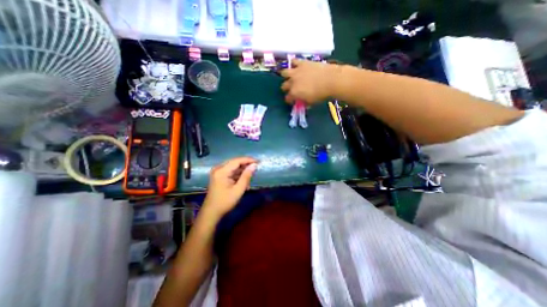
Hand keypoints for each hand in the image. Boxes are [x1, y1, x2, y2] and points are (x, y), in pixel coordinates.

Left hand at [202, 157, 258, 218]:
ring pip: (233, 166)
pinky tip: (244, 180)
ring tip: (251, 175)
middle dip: (246, 164)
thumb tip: (254, 165)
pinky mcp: (219, 175)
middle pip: (235, 162)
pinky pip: (230, 171)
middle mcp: (218, 168)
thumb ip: (246, 176)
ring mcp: (218, 172)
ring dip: (242, 170)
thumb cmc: (225, 202)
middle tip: (256, 167)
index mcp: (222, 171)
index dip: (248, 160)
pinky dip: (238, 174)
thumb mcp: (238, 189)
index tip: (258, 162)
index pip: (237, 161)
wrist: (211, 212)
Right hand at [282, 59, 339, 103]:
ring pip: (284, 72)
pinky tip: (296, 66)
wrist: (331, 80)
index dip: (290, 100)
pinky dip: (293, 63)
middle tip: (292, 89)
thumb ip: (304, 103)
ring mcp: (296, 71)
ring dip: (286, 75)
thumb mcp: (311, 102)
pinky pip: (293, 61)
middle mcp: (292, 82)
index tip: (293, 100)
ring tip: (291, 76)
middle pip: (284, 86)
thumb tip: (302, 103)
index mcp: (294, 93)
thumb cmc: (321, 94)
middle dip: (287, 88)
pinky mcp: (302, 63)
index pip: (287, 98)